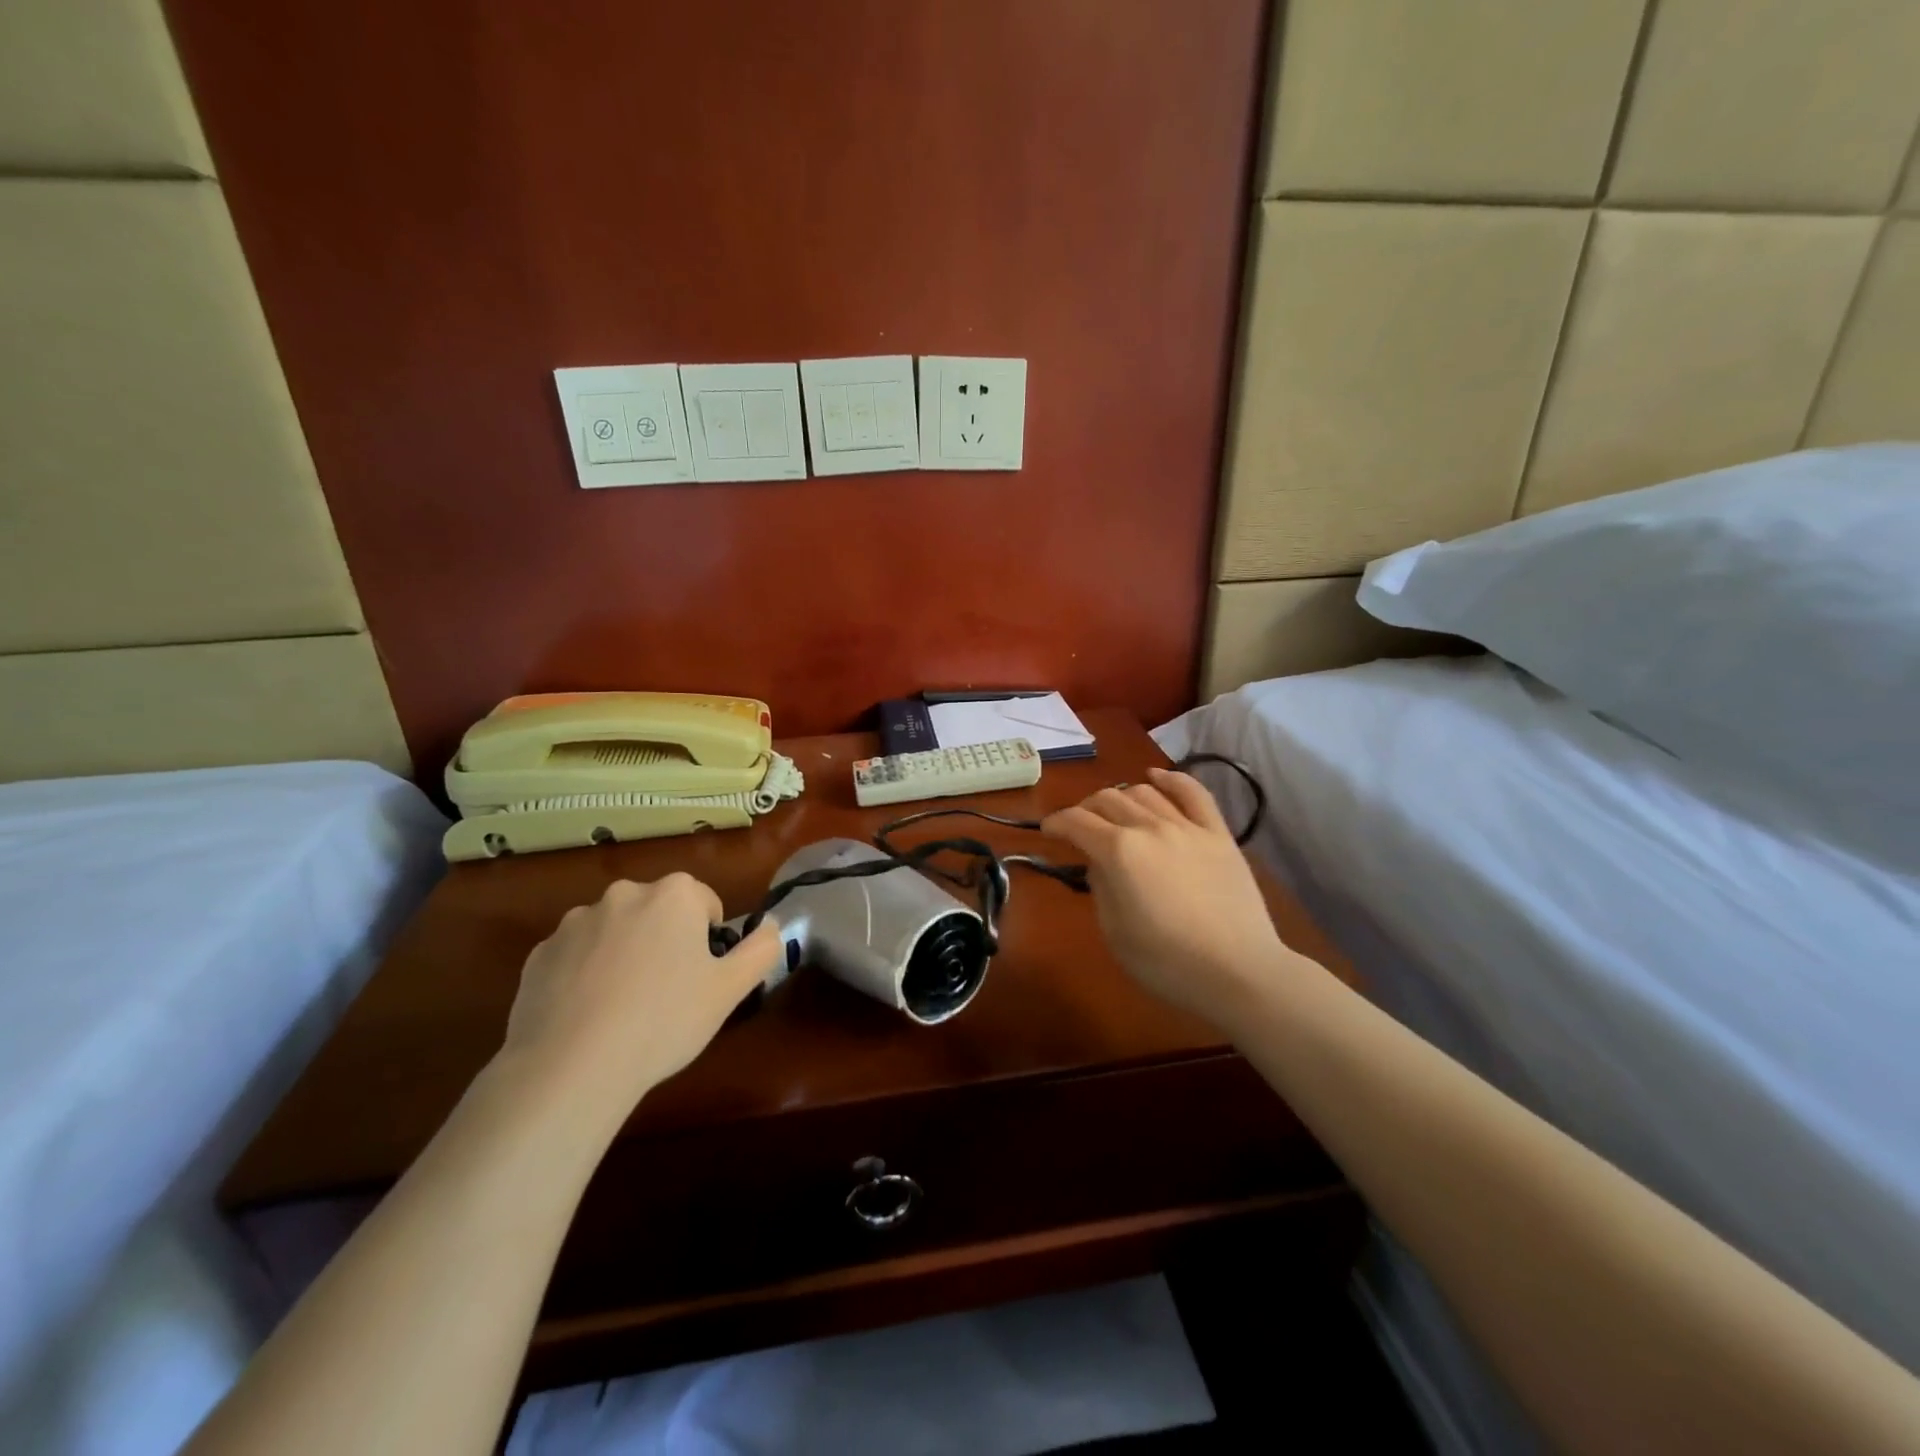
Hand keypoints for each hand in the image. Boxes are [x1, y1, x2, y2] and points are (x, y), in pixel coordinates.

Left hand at [495, 874, 781, 1131]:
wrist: (571, 1065)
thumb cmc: (664, 1019)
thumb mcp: (731, 989)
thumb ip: (762, 948)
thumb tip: (771, 924)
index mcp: (674, 894)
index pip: (704, 902)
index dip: (707, 939)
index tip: (700, 976)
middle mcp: (624, 894)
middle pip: (657, 911)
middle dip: (664, 940)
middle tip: (667, 991)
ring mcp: (576, 922)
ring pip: (614, 931)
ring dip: (624, 953)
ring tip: (623, 1007)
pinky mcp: (539, 953)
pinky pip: (575, 955)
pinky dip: (584, 974)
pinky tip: (587, 1014)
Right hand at [1042, 768, 1290, 1026]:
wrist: (1239, 972)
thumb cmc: (1167, 962)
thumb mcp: (1114, 932)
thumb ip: (1100, 887)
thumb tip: (1099, 864)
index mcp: (1118, 852)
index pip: (1076, 822)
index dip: (1056, 822)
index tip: (1048, 830)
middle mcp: (1149, 827)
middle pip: (1108, 799)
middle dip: (1085, 809)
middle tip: (1080, 827)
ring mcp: (1187, 826)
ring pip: (1144, 792)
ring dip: (1121, 798)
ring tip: (1116, 813)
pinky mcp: (1218, 834)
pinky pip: (1193, 793)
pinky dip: (1171, 779)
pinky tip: (1156, 776)